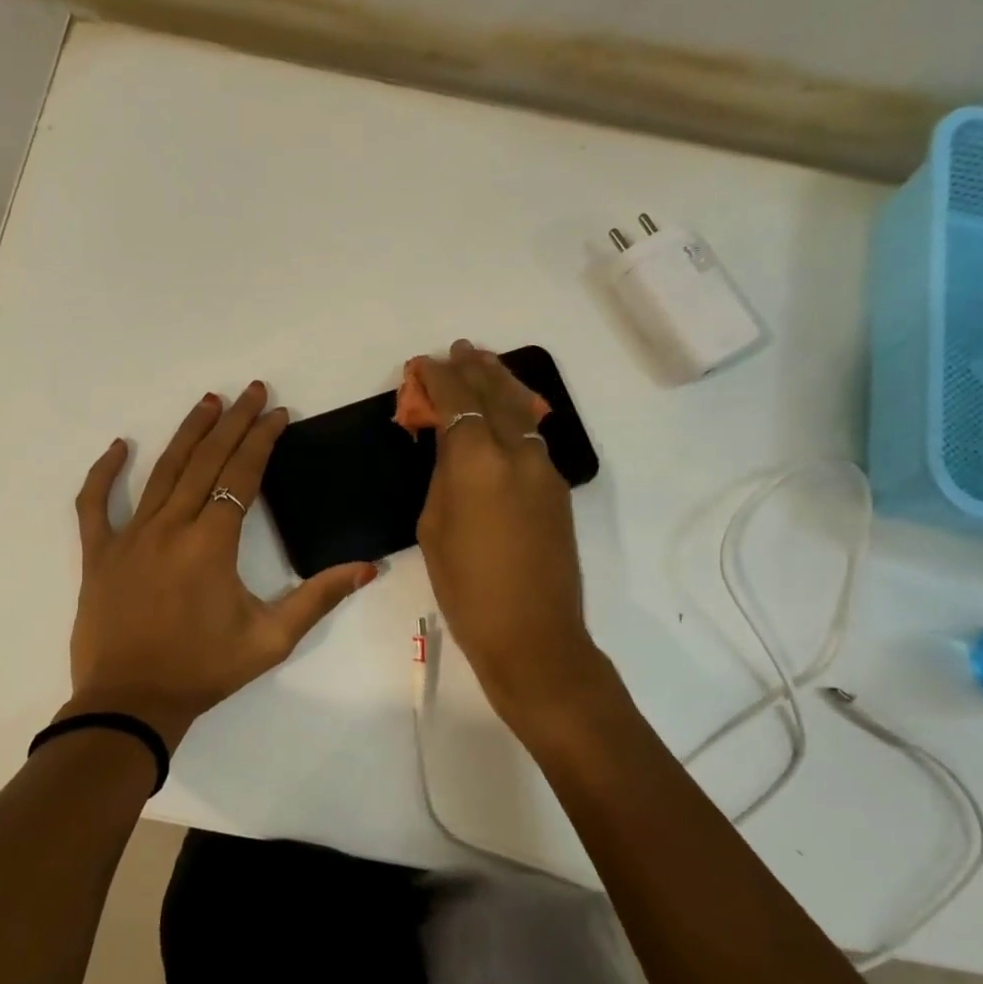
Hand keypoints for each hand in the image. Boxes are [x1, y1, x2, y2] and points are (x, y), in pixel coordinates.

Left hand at [67, 382, 376, 745]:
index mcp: (211, 542)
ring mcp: (129, 536)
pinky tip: (118, 447)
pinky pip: (94, 504)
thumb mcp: (271, 639)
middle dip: (232, 423)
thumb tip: (368, 567)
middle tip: (250, 391)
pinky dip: (103, 473)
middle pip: (205, 461)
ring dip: (187, 434)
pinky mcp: (99, 554)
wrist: (131, 703)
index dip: (261, 440)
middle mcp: (170, 526)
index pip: (241, 475)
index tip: (277, 413)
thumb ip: (319, 598)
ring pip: (161, 471)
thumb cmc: (204, 670)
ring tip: (207, 402)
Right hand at [415, 342, 604, 727]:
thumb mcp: (434, 528)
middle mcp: (517, 453)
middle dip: (474, 368)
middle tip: (459, 349)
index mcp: (478, 462)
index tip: (423, 363)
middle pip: (496, 394)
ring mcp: (545, 469)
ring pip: (523, 409)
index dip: (437, 378)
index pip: (457, 402)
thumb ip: (443, 476)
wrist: (533, 634)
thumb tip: (451, 450)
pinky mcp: (559, 488)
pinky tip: (507, 412)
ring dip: (502, 383)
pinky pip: (535, 435)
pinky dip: (517, 413)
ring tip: (485, 364)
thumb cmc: (467, 589)